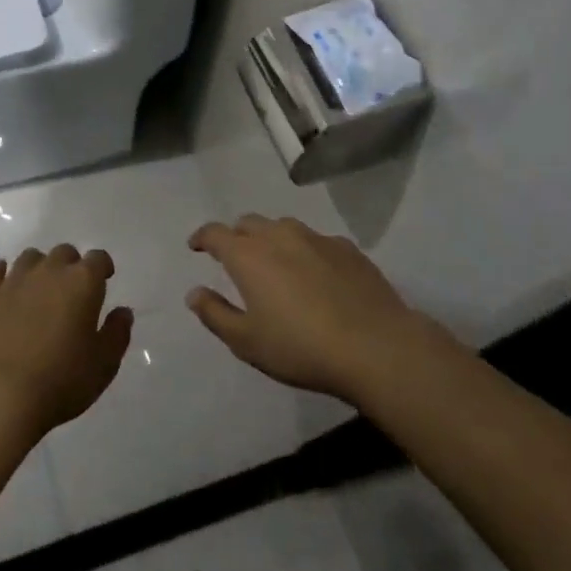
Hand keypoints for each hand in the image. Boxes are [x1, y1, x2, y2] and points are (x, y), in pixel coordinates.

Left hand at [0, 245, 132, 435]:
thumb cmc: (60, 380)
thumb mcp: (104, 365)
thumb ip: (117, 333)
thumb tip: (123, 312)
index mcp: (82, 283)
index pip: (98, 259)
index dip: (102, 266)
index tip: (104, 279)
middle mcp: (48, 271)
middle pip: (63, 253)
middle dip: (71, 266)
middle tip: (71, 290)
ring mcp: (13, 280)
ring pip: (30, 258)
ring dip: (39, 268)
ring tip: (39, 289)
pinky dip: (3, 274)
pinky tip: (5, 285)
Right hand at [186, 214, 437, 405]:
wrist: (377, 348)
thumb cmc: (301, 347)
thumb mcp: (247, 341)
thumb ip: (215, 314)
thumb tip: (194, 293)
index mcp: (248, 255)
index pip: (215, 233)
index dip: (202, 237)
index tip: (196, 246)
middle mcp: (279, 236)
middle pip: (249, 223)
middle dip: (236, 236)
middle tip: (234, 258)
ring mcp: (317, 239)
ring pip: (284, 227)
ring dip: (271, 239)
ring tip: (274, 262)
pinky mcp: (348, 249)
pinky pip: (316, 241)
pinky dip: (305, 250)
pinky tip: (315, 273)